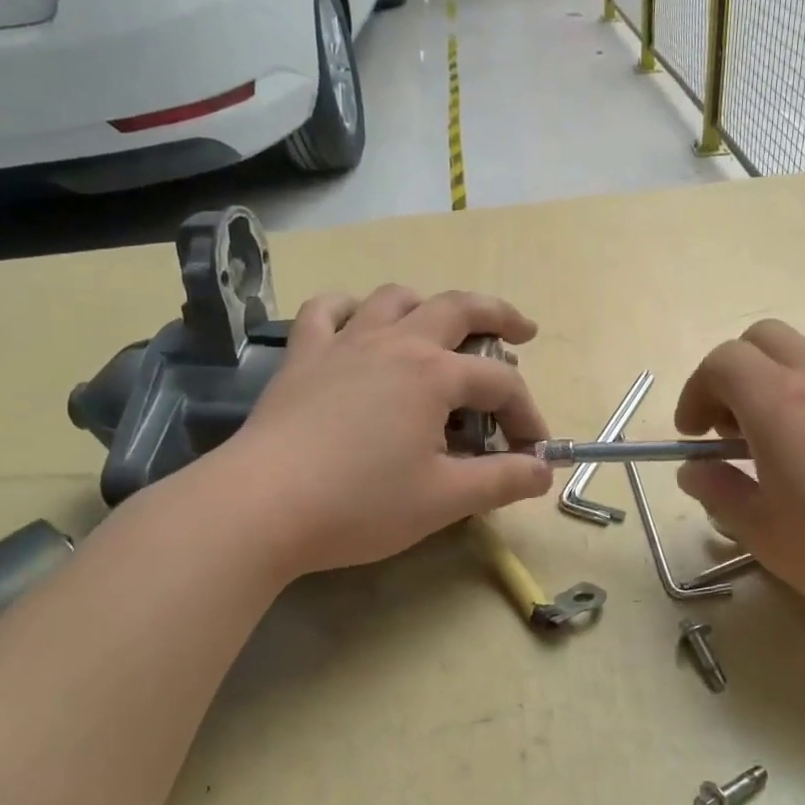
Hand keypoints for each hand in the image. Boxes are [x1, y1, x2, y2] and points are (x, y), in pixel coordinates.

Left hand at [208, 285, 553, 577]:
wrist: (260, 506)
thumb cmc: (360, 503)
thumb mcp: (444, 499)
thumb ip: (502, 480)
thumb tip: (544, 470)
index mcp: (435, 374)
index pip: (501, 384)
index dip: (526, 415)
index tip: (532, 453)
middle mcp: (395, 342)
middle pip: (459, 308)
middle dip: (500, 316)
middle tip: (524, 331)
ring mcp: (344, 343)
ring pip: (396, 299)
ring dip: (428, 305)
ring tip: (441, 327)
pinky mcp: (303, 357)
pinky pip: (327, 311)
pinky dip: (350, 309)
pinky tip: (358, 323)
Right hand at [674, 321, 804, 633]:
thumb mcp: (767, 535)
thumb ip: (722, 494)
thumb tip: (693, 470)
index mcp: (779, 405)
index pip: (723, 361)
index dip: (696, 391)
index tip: (693, 436)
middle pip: (764, 339)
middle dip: (733, 375)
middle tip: (731, 432)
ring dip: (776, 396)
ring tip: (781, 464)